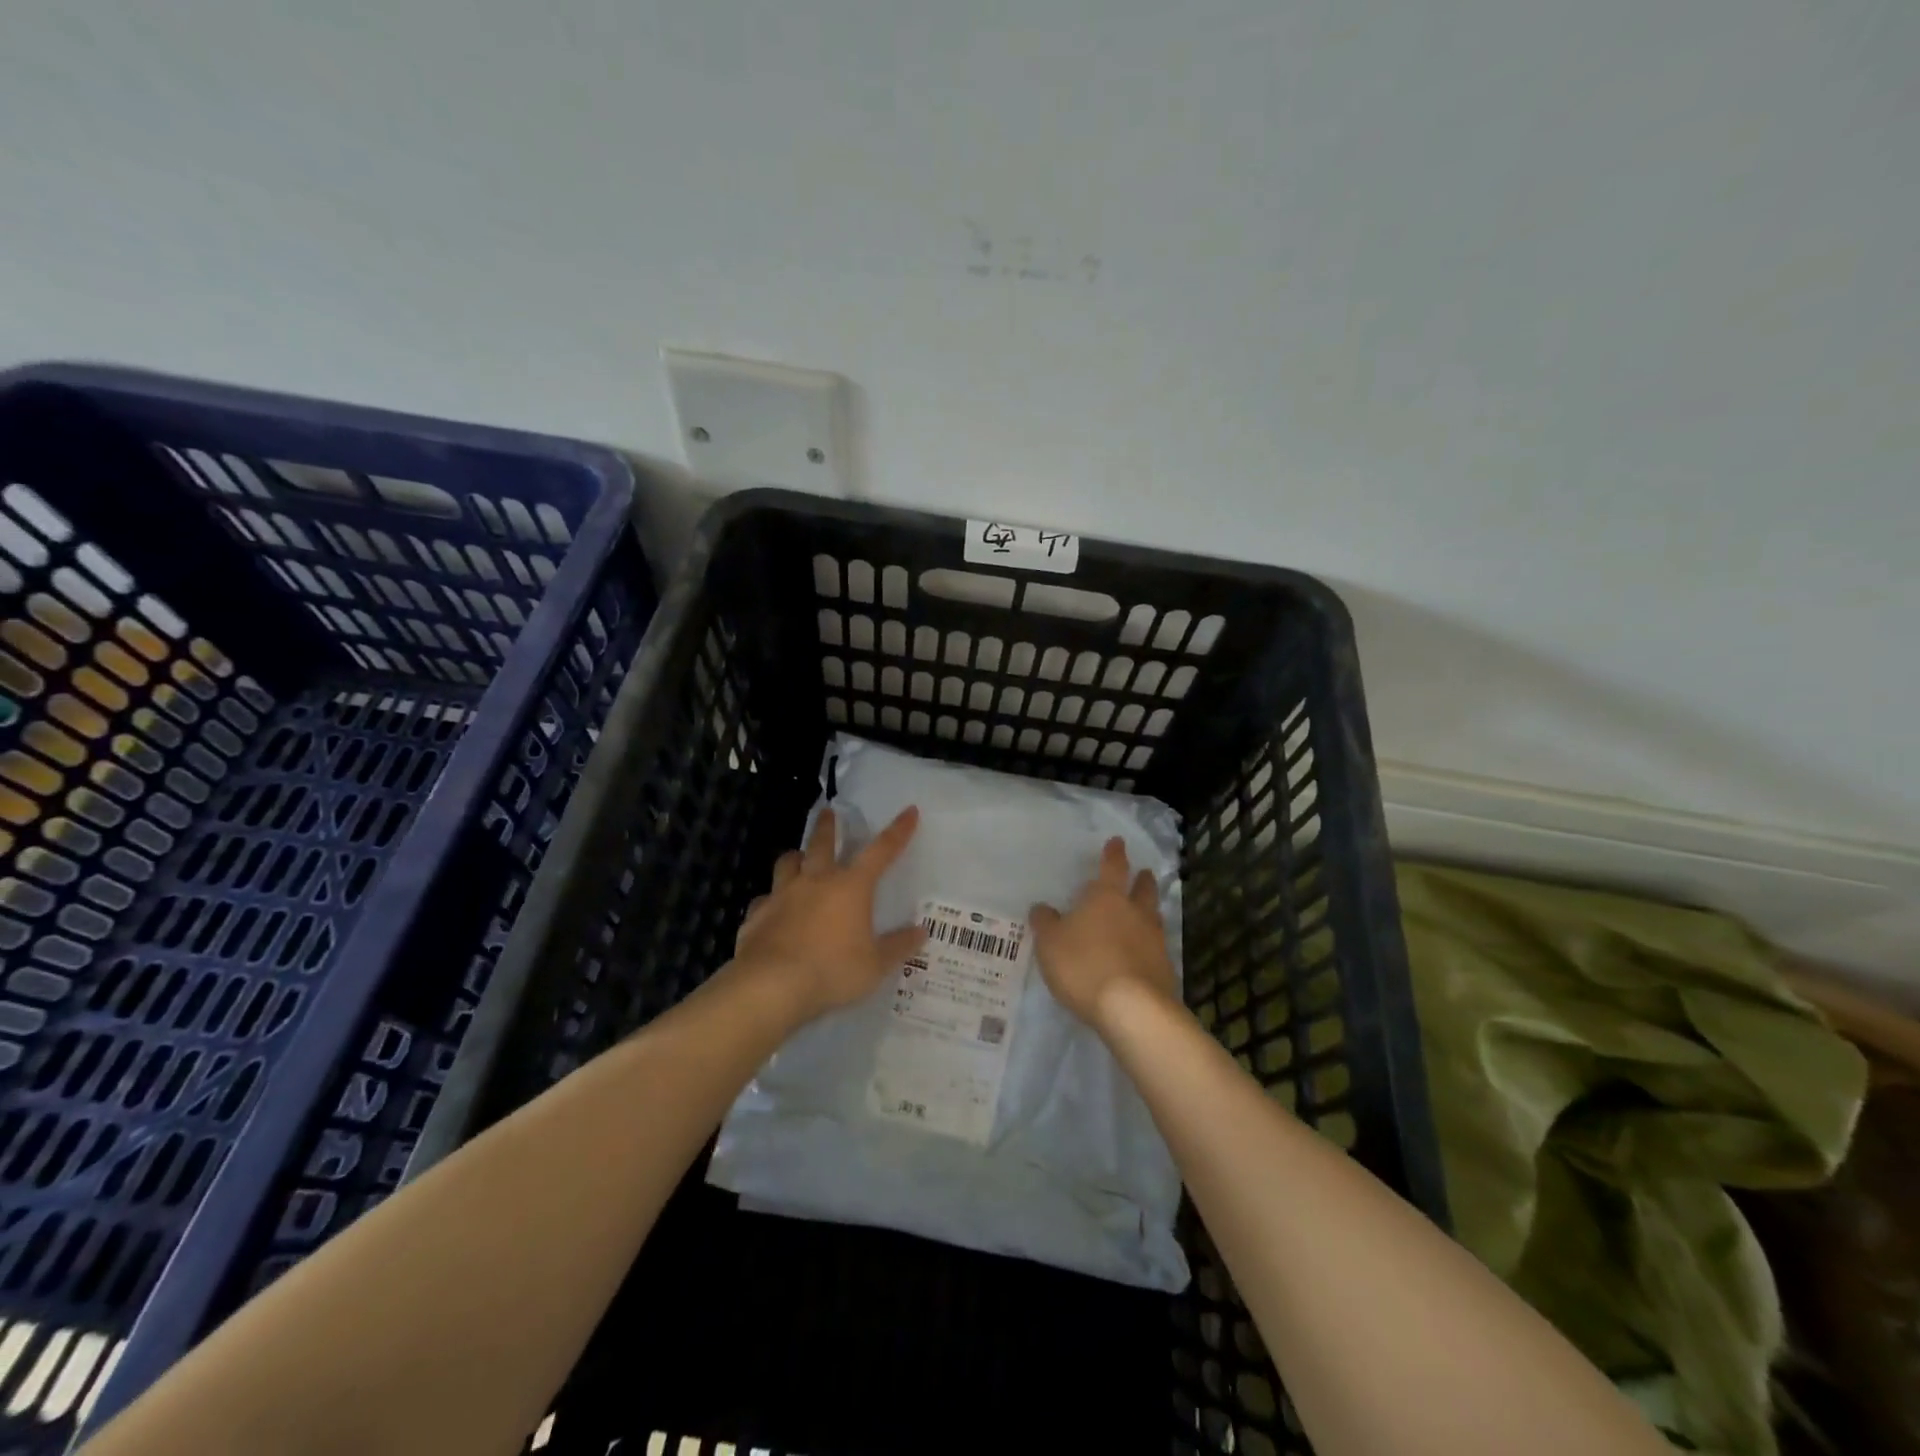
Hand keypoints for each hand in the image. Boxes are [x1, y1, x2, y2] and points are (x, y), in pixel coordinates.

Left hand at [733, 805, 926, 1021]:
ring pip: (787, 863)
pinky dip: (770, 901)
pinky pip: (764, 900)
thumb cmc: (832, 971)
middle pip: (821, 843)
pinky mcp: (756, 915)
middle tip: (827, 812)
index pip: (880, 851)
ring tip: (797, 858)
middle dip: (827, 826)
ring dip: (795, 858)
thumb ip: (898, 946)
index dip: (897, 831)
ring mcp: (782, 895)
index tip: (909, 811)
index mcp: (850, 887)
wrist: (772, 986)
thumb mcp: (875, 964)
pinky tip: (771, 910)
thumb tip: (921, 932)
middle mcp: (815, 881)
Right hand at [1030, 836, 1177, 1028]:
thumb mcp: (1050, 943)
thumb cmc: (1084, 965)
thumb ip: (1045, 923)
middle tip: (1144, 873)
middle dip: (1142, 880)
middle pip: (1143, 889)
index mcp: (1106, 898)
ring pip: (1153, 917)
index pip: (1112, 867)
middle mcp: (1135, 912)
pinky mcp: (1164, 969)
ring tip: (1144, 912)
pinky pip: (1156, 948)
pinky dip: (1149, 945)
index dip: (1114, 853)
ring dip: (1149, 911)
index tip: (1118, 842)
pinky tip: (1142, 954)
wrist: (1132, 1009)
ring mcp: (1154, 941)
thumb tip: (1042, 908)